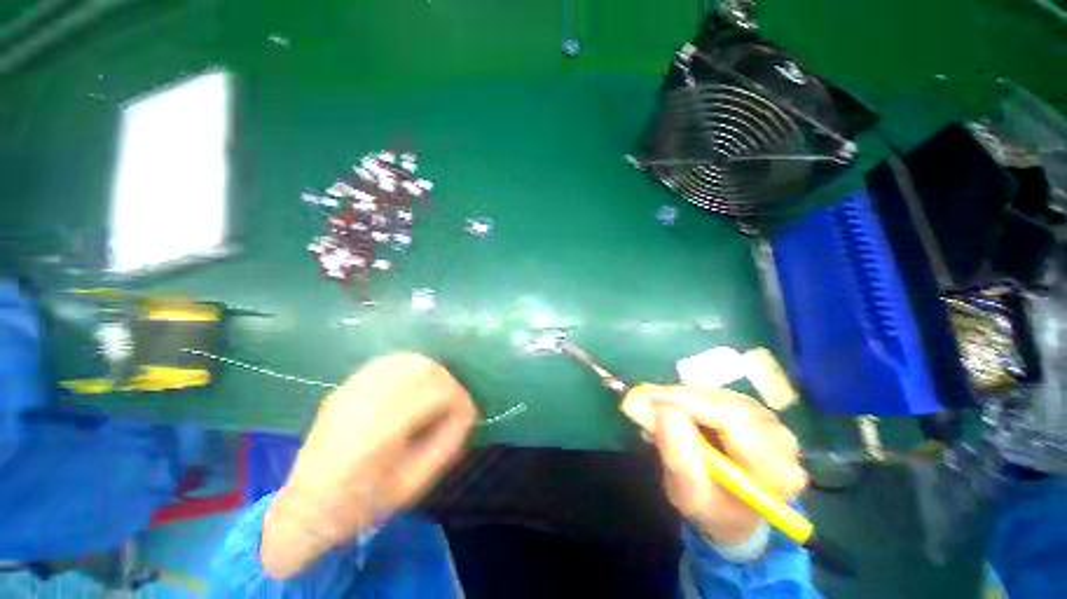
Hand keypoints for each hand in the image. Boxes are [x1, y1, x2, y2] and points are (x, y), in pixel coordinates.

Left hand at [261, 353, 477, 578]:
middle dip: (448, 384)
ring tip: (435, 396)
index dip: (459, 401)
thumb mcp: (411, 486)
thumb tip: (466, 413)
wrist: (304, 507)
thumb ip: (446, 445)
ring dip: (432, 374)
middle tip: (452, 406)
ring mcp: (352, 389)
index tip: (465, 417)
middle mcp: (364, 402)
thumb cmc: (359, 505)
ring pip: (408, 360)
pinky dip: (412, 369)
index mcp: (378, 433)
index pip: (435, 393)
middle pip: (423, 369)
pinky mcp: (347, 384)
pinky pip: (391, 362)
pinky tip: (414, 388)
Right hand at [645, 386, 806, 545]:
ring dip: (680, 396)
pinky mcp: (751, 407)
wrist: (732, 509)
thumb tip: (662, 410)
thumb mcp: (689, 495)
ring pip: (716, 394)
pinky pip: (714, 393)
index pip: (732, 421)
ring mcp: (768, 419)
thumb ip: (679, 458)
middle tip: (642, 398)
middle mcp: (780, 439)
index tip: (647, 397)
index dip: (686, 403)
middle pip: (723, 403)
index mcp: (776, 471)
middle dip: (677, 398)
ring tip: (654, 407)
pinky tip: (671, 408)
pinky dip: (687, 396)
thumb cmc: (713, 509)